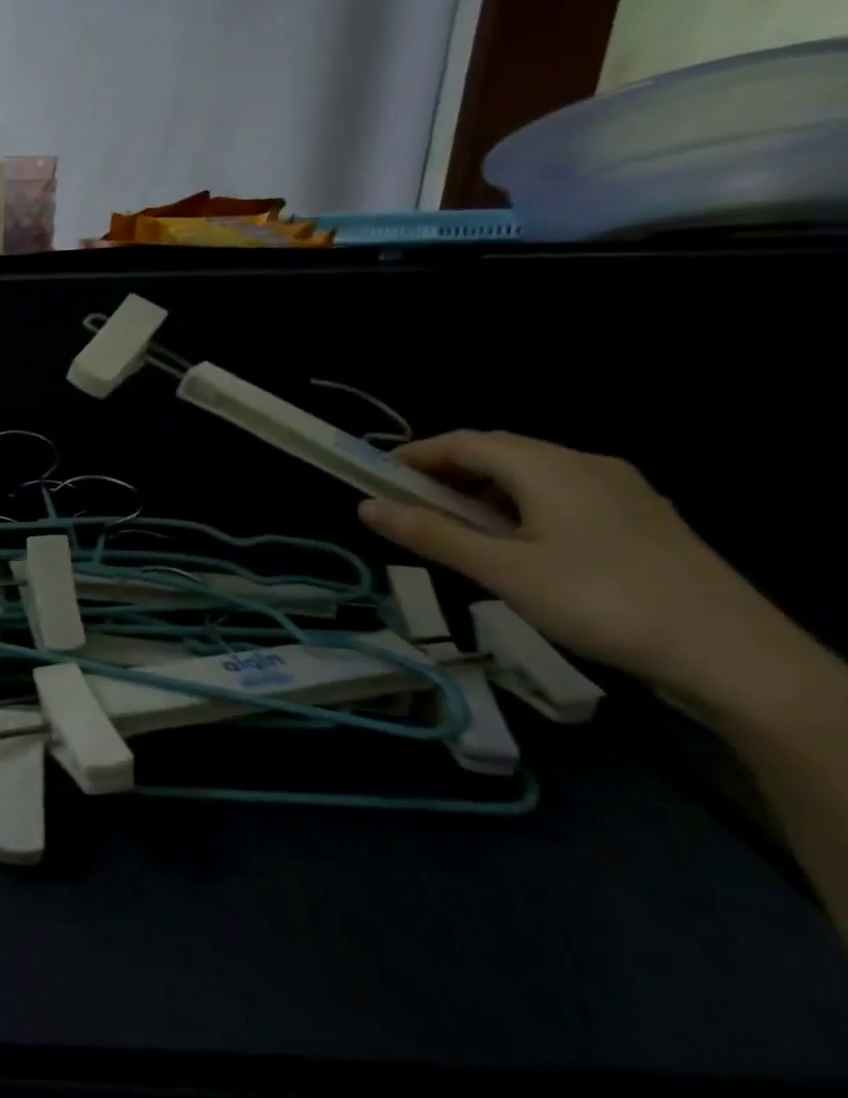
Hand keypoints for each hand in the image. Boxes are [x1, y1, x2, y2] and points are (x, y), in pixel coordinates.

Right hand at [357, 430, 780, 698]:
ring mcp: (620, 490)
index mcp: (549, 467)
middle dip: (446, 472)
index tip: (376, 476)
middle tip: (407, 505)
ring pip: (532, 474)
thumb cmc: (600, 602)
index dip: (415, 454)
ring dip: (482, 491)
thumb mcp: (502, 571)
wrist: (733, 655)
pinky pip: (561, 494)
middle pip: (499, 452)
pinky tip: (514, 543)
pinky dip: (519, 506)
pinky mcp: (639, 518)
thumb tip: (365, 506)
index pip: (465, 442)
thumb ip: (431, 535)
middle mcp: (585, 464)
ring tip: (454, 529)